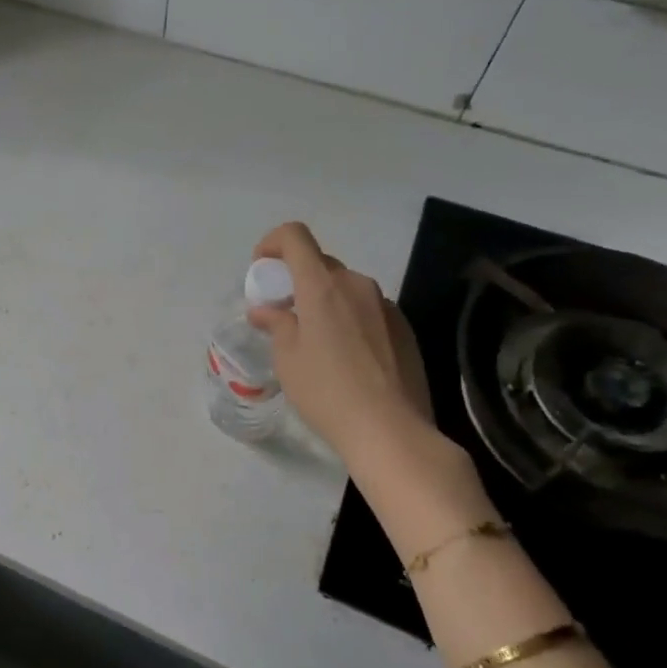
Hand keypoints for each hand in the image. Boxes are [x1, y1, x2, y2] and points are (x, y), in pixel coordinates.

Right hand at [247, 223, 438, 474]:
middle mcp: (357, 284)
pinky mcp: (404, 328)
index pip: (295, 236)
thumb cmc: (327, 391)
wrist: (391, 431)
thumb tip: (266, 310)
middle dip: (296, 280)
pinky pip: (367, 310)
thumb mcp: (287, 358)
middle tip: (283, 314)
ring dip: (324, 301)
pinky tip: (347, 358)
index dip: (272, 243)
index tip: (262, 270)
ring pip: (345, 288)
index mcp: (323, 285)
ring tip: (316, 341)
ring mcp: (385, 305)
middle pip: (320, 264)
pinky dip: (349, 319)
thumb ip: (276, 324)